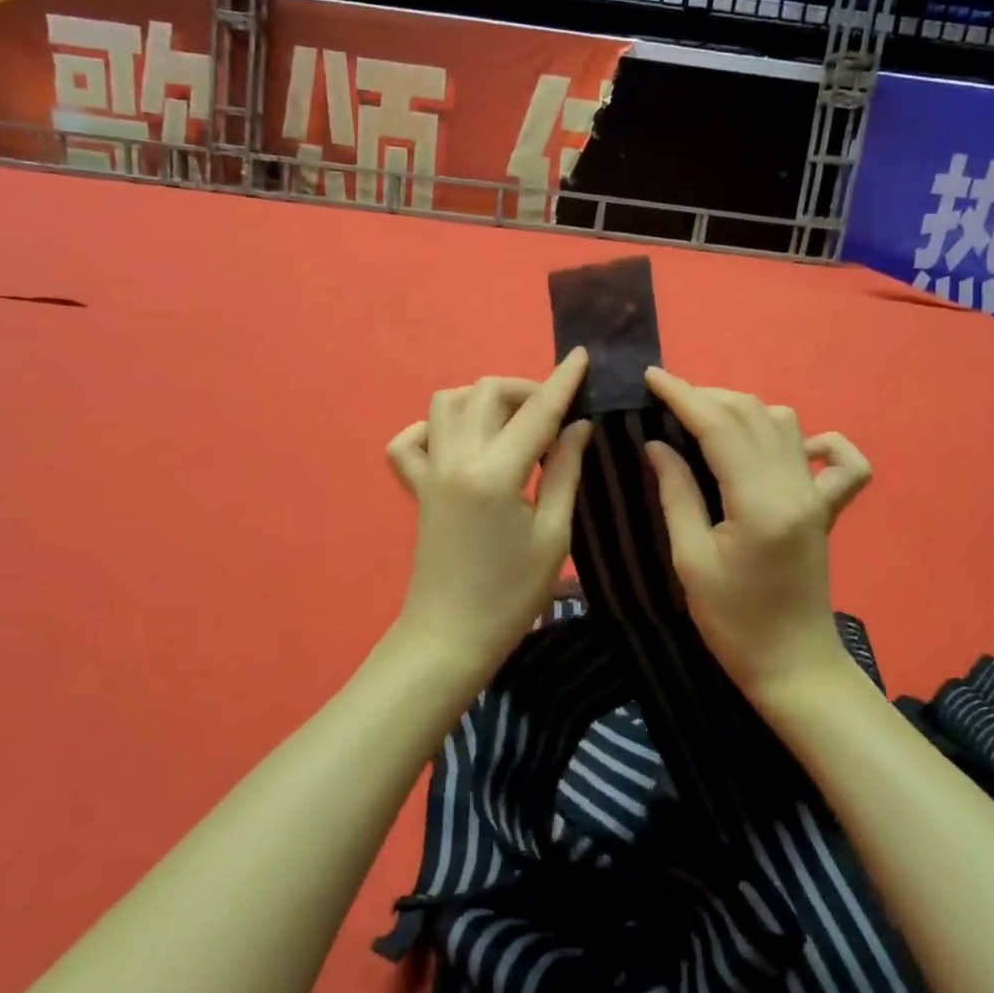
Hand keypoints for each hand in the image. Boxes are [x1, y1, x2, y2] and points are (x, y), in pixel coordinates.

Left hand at [383, 351, 593, 680]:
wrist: (451, 635)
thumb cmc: (512, 594)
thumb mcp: (554, 535)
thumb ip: (565, 471)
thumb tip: (579, 425)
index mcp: (495, 472)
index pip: (537, 412)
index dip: (564, 381)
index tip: (583, 356)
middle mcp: (456, 458)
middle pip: (487, 393)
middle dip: (526, 389)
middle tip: (555, 414)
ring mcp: (429, 469)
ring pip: (447, 402)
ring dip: (483, 399)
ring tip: (512, 424)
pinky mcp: (415, 486)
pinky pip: (410, 439)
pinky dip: (433, 428)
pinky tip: (460, 443)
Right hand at [643, 368, 871, 697]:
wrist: (792, 665)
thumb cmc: (732, 621)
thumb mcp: (690, 559)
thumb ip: (676, 493)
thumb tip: (656, 443)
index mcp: (759, 501)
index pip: (719, 427)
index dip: (682, 396)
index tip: (651, 377)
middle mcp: (795, 487)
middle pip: (752, 415)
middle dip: (707, 396)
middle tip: (667, 402)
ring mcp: (818, 495)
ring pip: (786, 424)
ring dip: (744, 411)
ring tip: (706, 419)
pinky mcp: (827, 509)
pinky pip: (840, 460)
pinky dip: (816, 440)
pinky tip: (789, 446)